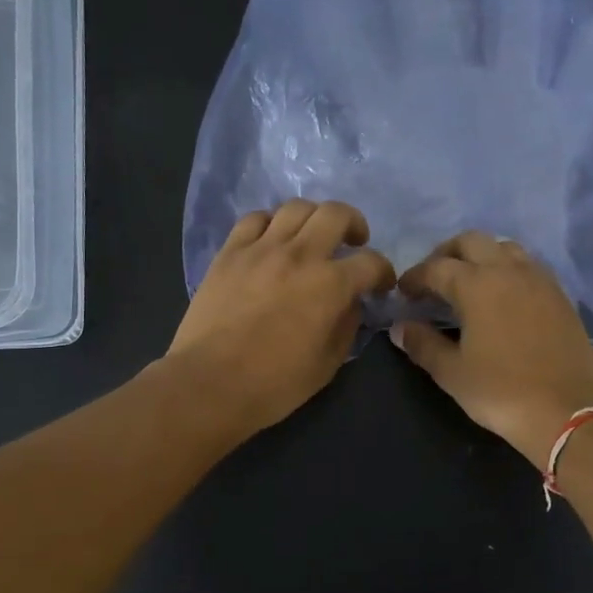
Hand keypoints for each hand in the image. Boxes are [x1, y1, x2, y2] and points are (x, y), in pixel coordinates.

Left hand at [168, 200, 394, 438]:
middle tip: (353, 242)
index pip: (371, 262)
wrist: (210, 383)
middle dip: (354, 224)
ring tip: (312, 237)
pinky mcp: (229, 253)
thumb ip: (346, 327)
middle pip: (335, 214)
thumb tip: (350, 304)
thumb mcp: (326, 364)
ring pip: (295, 208)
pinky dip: (271, 224)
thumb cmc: (274, 384)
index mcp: (330, 285)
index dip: (383, 272)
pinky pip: (254, 219)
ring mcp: (260, 249)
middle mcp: (299, 255)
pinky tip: (272, 241)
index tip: (380, 285)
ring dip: (313, 218)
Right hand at [390, 232, 592, 468]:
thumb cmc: (501, 392)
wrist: (567, 411)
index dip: (414, 277)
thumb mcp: (452, 372)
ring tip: (469, 283)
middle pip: (471, 242)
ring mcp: (539, 280)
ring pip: (504, 248)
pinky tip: (503, 296)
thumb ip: (423, 344)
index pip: (436, 268)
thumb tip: (401, 327)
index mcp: (476, 285)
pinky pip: (528, 266)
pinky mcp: (560, 296)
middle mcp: (508, 271)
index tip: (403, 293)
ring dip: (481, 256)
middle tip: (433, 279)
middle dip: (446, 254)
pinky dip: (508, 270)